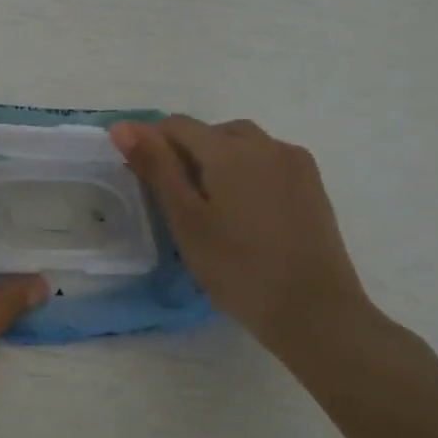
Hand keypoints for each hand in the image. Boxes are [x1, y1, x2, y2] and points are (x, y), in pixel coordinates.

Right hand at [110, 116, 373, 353]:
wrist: (315, 311)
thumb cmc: (237, 267)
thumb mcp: (185, 218)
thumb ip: (156, 166)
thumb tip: (122, 126)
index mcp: (230, 149)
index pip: (177, 125)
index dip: (150, 141)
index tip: (137, 173)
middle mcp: (265, 144)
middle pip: (211, 132)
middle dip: (186, 152)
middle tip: (172, 197)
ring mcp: (294, 163)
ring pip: (242, 145)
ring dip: (217, 160)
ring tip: (208, 203)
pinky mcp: (312, 184)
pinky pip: (268, 161)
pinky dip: (246, 172)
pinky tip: (243, 210)